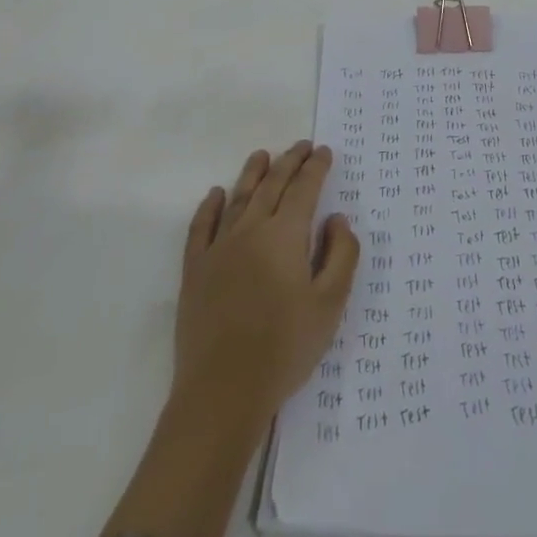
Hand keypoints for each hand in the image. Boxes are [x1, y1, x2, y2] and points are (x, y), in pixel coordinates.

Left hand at [172, 142, 359, 426]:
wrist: (223, 390)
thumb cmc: (285, 348)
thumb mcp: (330, 305)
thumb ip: (341, 256)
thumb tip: (337, 219)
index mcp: (285, 235)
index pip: (304, 188)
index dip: (316, 167)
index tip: (324, 151)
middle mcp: (251, 230)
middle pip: (272, 185)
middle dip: (290, 161)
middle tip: (301, 146)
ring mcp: (219, 248)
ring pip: (238, 198)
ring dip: (252, 173)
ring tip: (262, 155)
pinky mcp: (195, 269)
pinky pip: (201, 227)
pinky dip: (210, 206)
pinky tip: (216, 194)